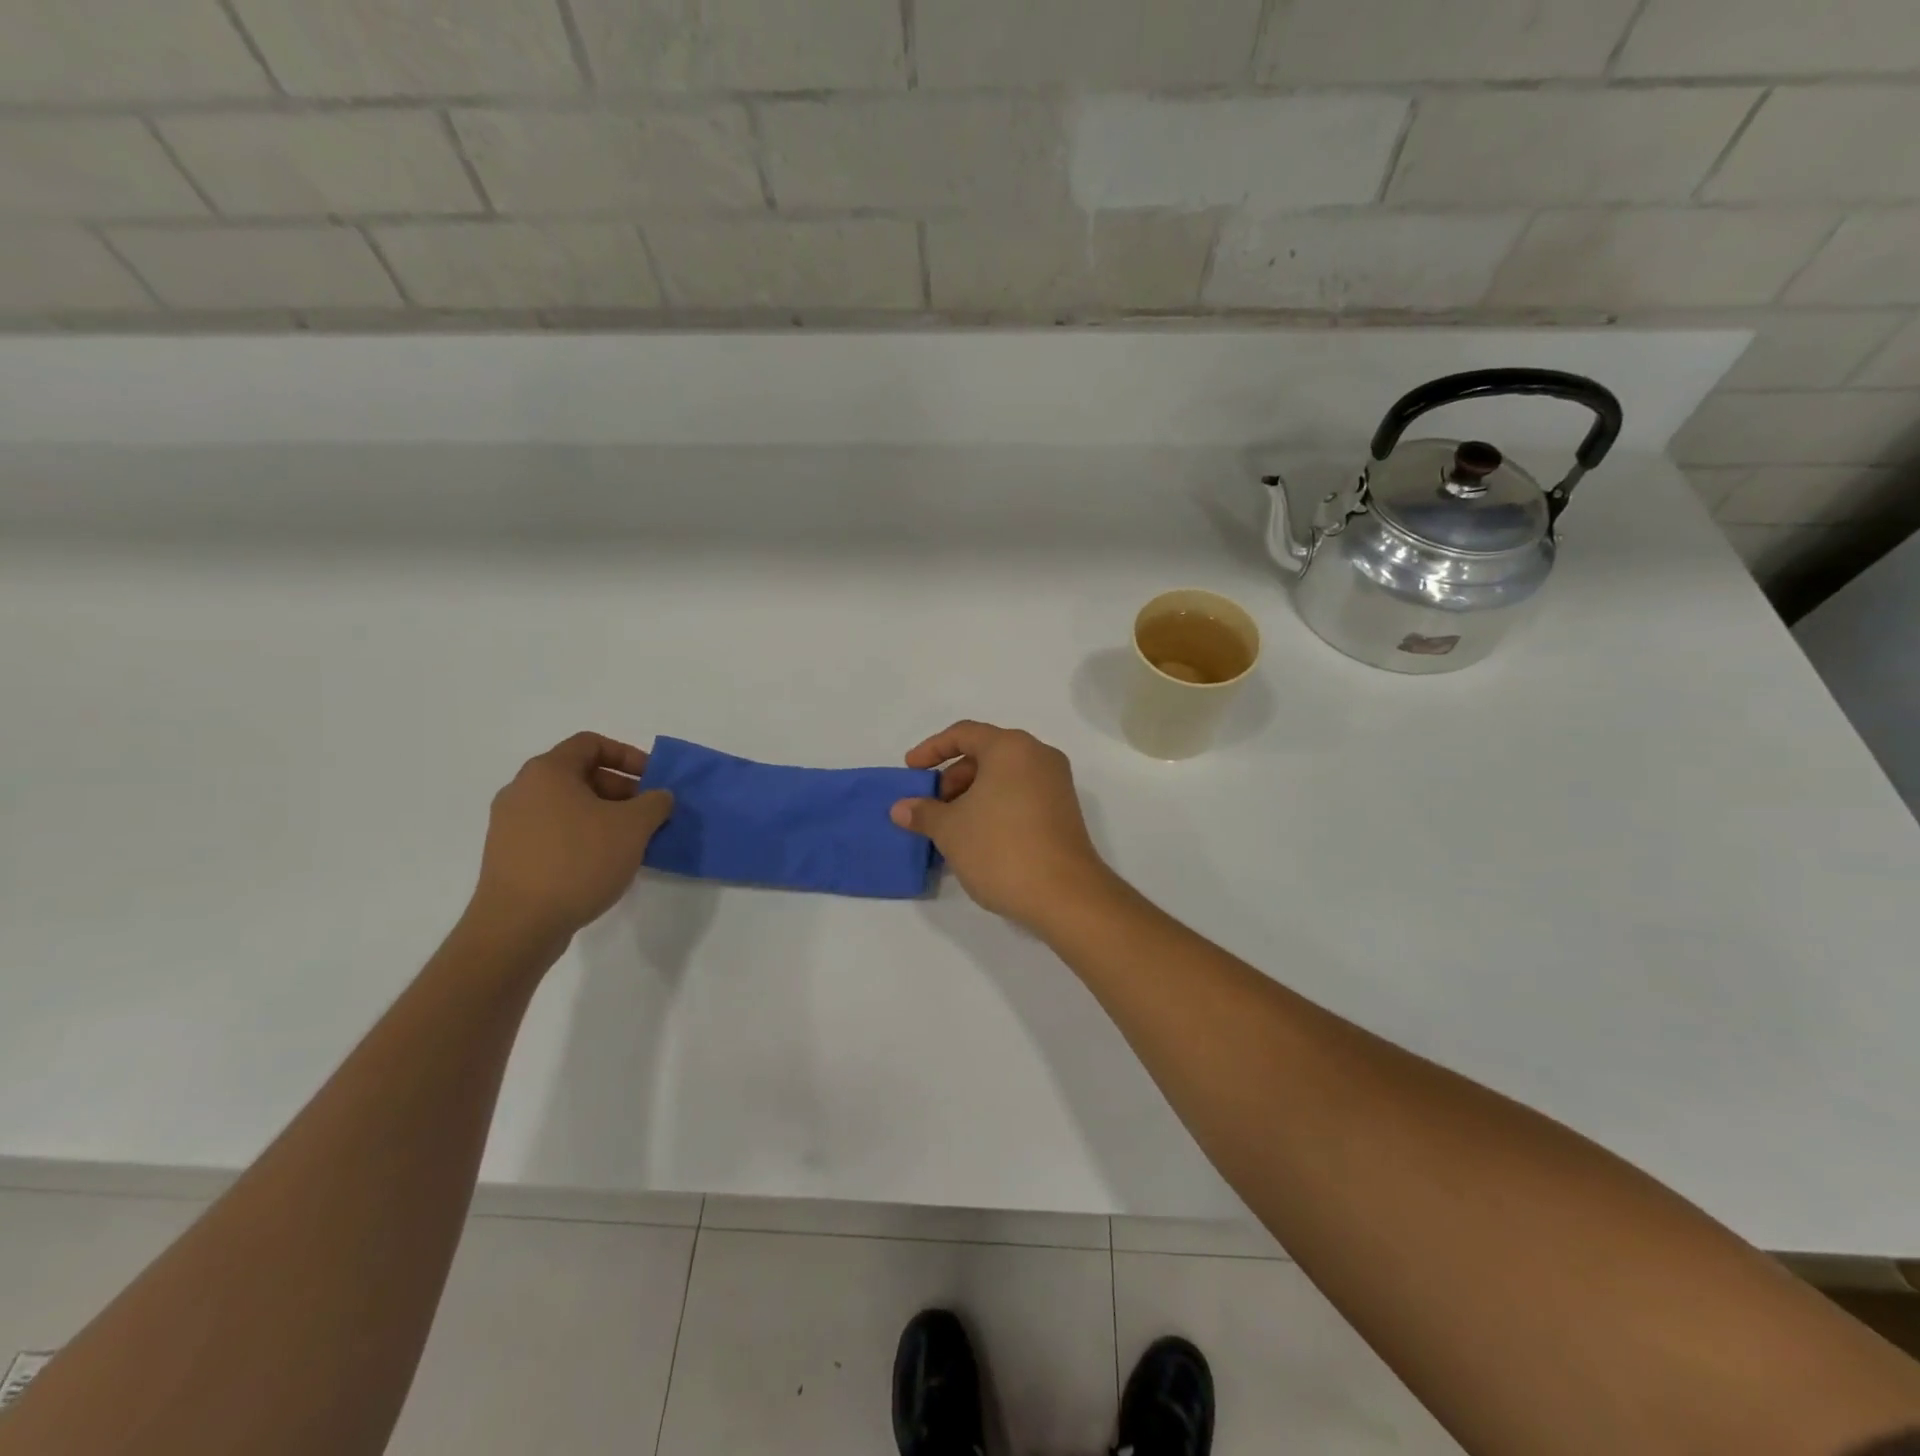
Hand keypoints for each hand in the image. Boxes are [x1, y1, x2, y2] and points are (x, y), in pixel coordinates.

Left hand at [471, 732, 673, 946]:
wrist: (518, 924)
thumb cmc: (578, 861)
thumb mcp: (633, 827)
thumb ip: (655, 803)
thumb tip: (659, 797)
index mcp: (548, 771)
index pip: (591, 743)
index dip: (628, 755)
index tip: (653, 780)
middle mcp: (522, 790)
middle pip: (580, 775)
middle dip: (621, 790)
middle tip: (648, 814)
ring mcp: (510, 824)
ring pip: (568, 806)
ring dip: (605, 816)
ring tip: (631, 842)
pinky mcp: (509, 854)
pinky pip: (554, 832)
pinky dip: (583, 837)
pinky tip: (603, 863)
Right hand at [891, 720, 1115, 929]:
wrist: (1064, 895)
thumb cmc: (1001, 848)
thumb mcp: (951, 830)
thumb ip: (923, 812)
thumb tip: (901, 808)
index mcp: (1011, 747)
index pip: (964, 734)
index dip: (931, 749)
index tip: (911, 771)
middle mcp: (1038, 756)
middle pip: (986, 754)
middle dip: (953, 777)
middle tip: (932, 807)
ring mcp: (1056, 784)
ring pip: (1003, 777)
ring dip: (972, 795)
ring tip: (951, 828)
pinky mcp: (1064, 810)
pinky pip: (1020, 795)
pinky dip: (995, 806)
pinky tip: (977, 838)